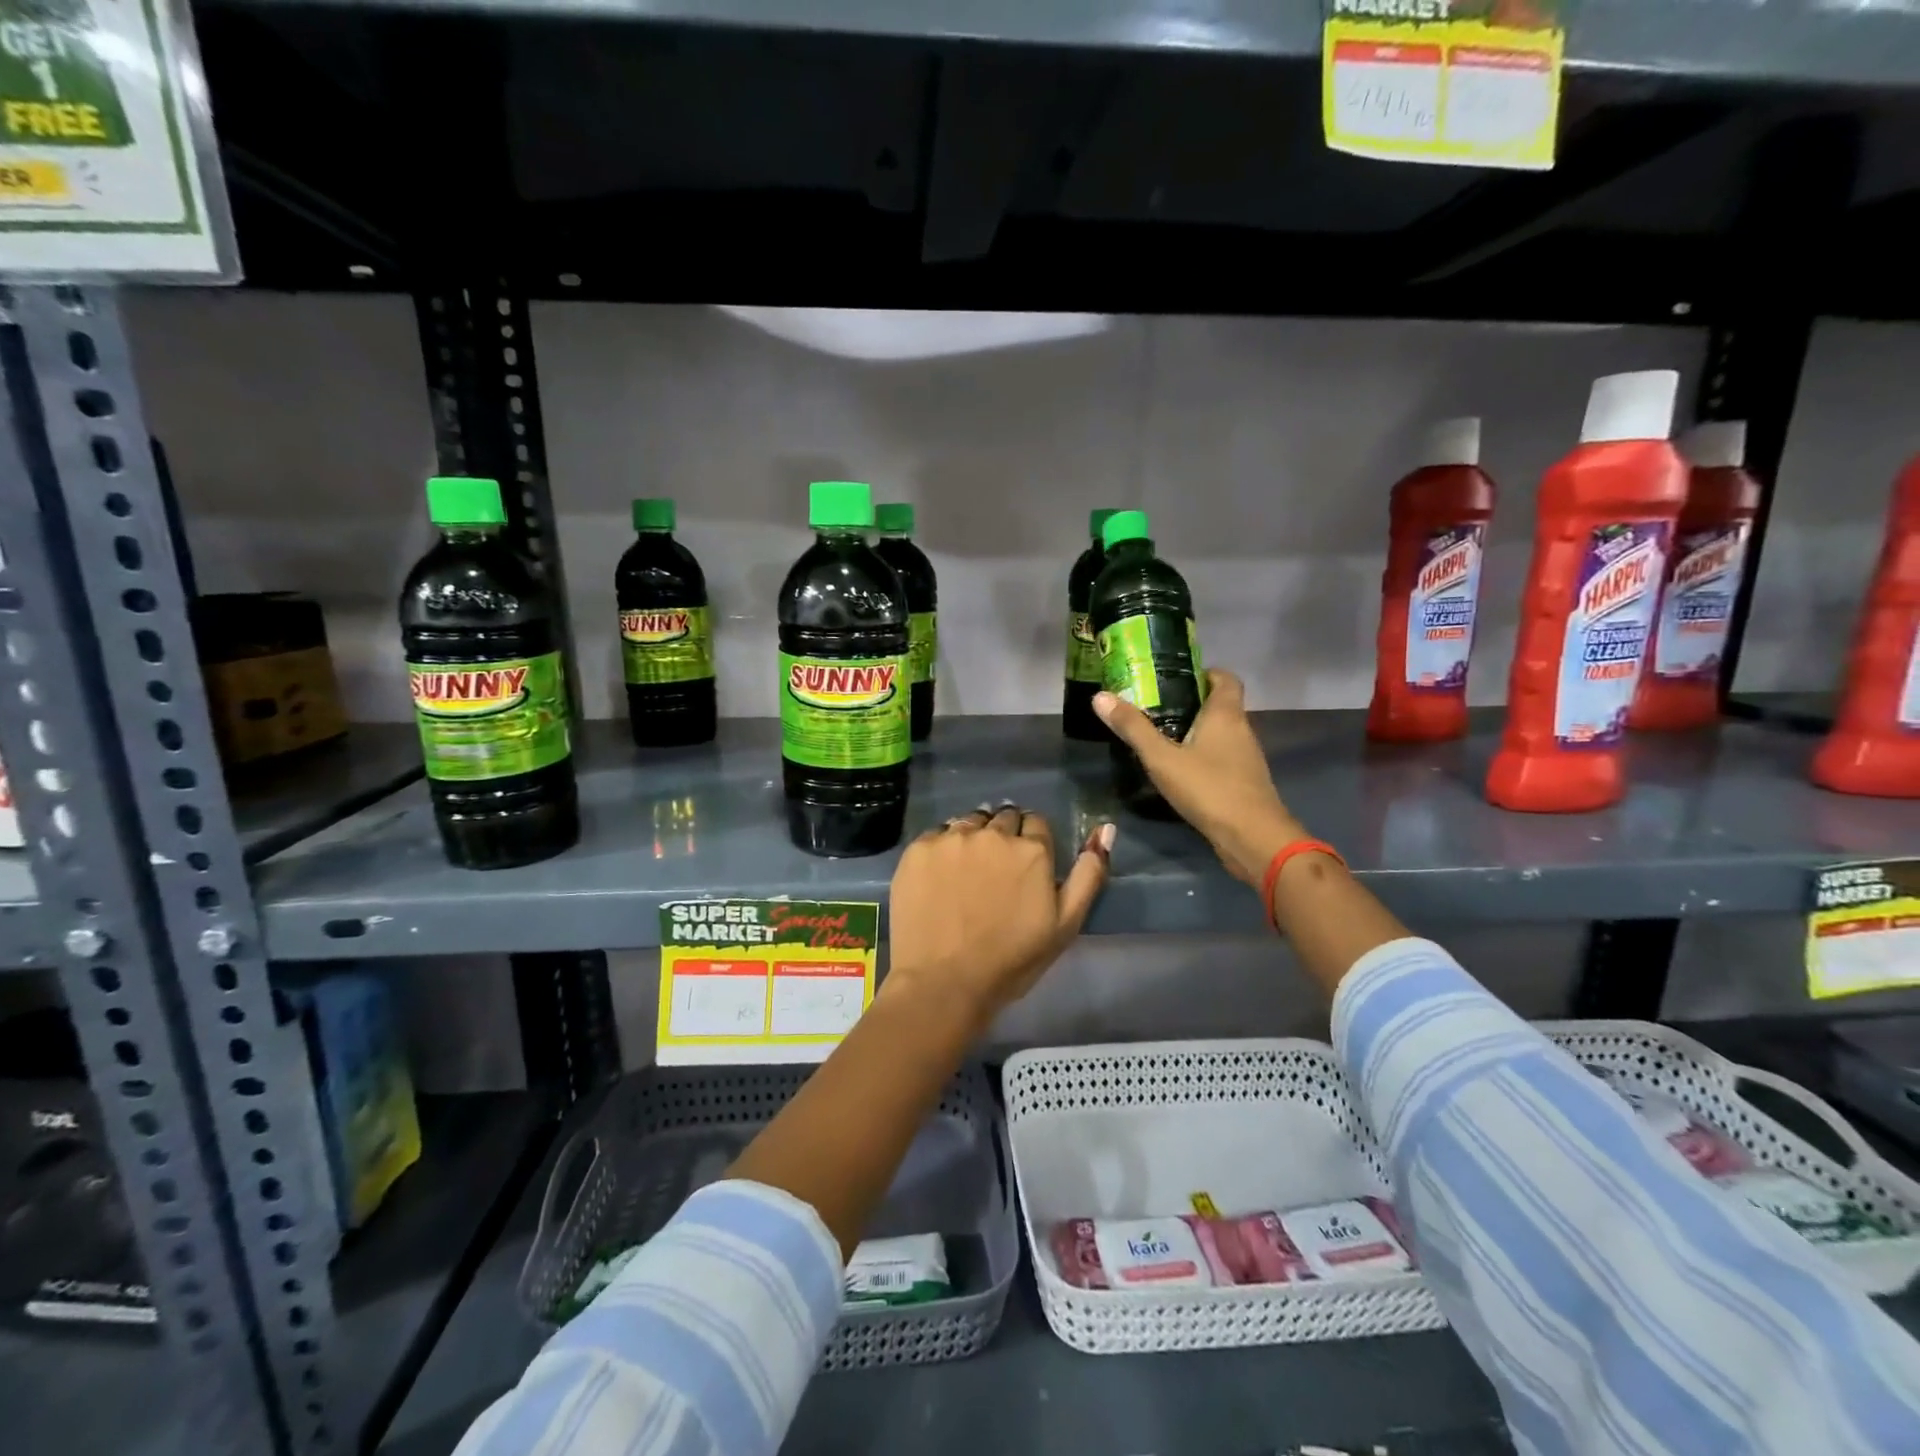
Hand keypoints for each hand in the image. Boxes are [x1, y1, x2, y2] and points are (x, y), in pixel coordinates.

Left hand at [884, 805, 1112, 1034]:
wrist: (943, 983)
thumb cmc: (1011, 961)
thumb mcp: (1065, 925)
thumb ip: (1089, 874)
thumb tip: (1104, 828)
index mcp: (1031, 850)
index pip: (1036, 823)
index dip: (1032, 843)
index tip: (1023, 867)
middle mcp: (992, 833)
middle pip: (1003, 817)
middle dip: (1004, 835)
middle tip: (995, 871)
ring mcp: (952, 838)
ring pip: (969, 821)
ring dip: (974, 836)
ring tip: (967, 870)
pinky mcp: (918, 849)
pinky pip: (937, 835)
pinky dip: (942, 848)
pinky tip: (940, 876)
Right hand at [1095, 670, 1302, 884]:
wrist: (1253, 838)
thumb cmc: (1209, 789)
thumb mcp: (1162, 758)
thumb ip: (1133, 728)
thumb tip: (1100, 696)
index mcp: (1226, 714)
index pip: (1225, 678)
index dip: (1204, 673)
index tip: (1175, 677)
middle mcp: (1241, 730)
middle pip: (1221, 705)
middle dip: (1191, 703)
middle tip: (1154, 707)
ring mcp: (1246, 758)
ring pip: (1221, 733)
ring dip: (1196, 731)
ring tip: (1161, 737)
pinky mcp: (1244, 783)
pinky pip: (1222, 758)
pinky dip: (1203, 756)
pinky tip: (1179, 770)